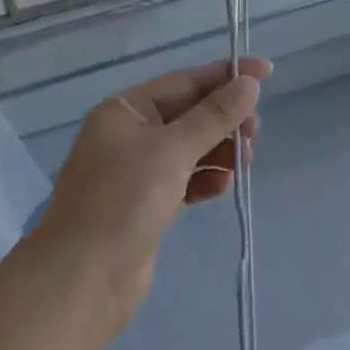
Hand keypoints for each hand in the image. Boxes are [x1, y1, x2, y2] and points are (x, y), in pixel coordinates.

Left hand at [37, 56, 270, 324]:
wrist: (83, 278)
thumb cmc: (123, 200)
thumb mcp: (172, 150)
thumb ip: (214, 116)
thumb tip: (249, 83)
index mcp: (125, 110)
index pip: (184, 82)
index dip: (225, 76)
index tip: (267, 71)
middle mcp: (129, 134)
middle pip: (189, 114)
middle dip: (224, 119)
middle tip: (253, 133)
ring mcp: (137, 171)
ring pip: (190, 147)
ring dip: (219, 150)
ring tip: (243, 162)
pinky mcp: (147, 203)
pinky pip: (185, 178)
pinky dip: (205, 178)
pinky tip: (221, 187)